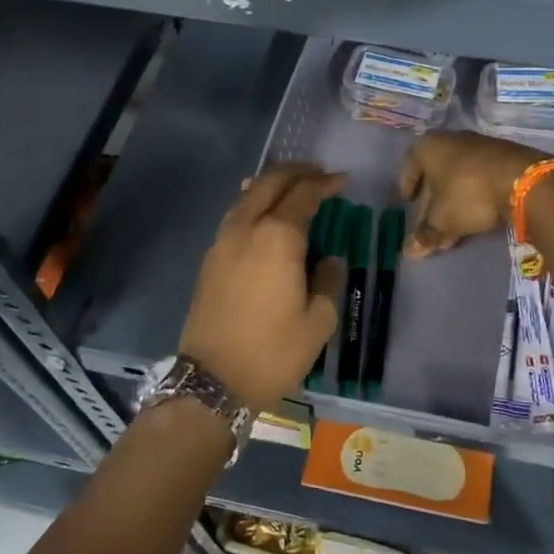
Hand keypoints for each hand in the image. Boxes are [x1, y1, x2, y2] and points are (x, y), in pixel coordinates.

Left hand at [179, 162, 345, 410]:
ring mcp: (223, 240)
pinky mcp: (210, 258)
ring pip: (248, 194)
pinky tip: (265, 215)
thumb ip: (328, 280)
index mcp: (278, 237)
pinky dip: (255, 203)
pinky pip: (236, 214)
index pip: (304, 194)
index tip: (344, 180)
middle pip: (270, 182)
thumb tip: (328, 260)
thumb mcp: (318, 321)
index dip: (326, 183)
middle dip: (297, 172)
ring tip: (293, 188)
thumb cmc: (273, 351)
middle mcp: (247, 227)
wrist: (212, 381)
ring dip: (272, 184)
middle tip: (319, 174)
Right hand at [397, 131, 541, 255]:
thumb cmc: (468, 194)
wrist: (523, 180)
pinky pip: (478, 178)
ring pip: (457, 179)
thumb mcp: (443, 219)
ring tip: (452, 232)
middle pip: (434, 175)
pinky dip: (472, 197)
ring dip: (452, 205)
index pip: (409, 166)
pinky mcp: (501, 156)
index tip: (407, 203)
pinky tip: (475, 218)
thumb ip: (425, 234)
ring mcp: (478, 146)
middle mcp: (451, 140)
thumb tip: (409, 251)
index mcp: (428, 147)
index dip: (406, 186)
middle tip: (429, 228)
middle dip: (431, 204)